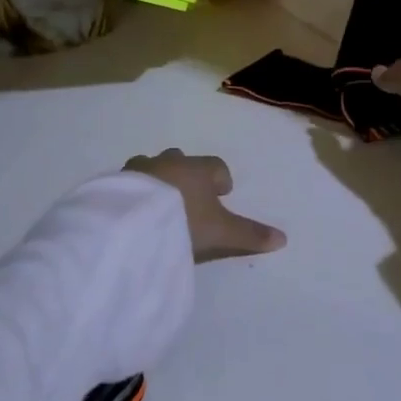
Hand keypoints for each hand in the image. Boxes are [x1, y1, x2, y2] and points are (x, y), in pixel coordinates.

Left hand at [125, 150, 287, 261]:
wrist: (132, 220)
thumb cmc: (184, 220)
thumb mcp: (221, 232)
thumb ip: (250, 234)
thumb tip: (284, 239)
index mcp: (198, 169)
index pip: (216, 166)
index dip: (221, 180)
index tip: (222, 195)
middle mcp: (169, 161)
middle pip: (182, 161)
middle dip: (187, 176)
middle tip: (190, 201)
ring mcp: (140, 169)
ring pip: (153, 168)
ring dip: (158, 182)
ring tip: (159, 207)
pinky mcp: (116, 182)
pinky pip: (129, 183)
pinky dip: (135, 193)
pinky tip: (134, 211)